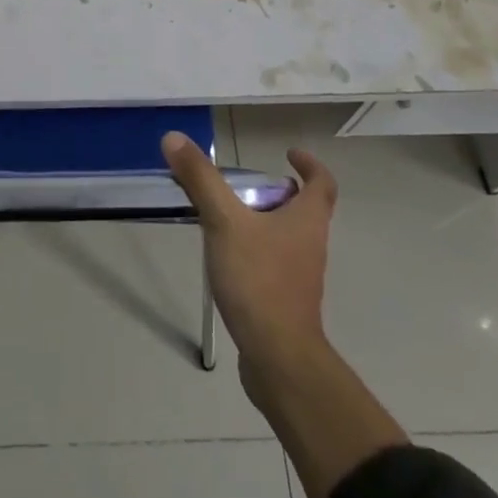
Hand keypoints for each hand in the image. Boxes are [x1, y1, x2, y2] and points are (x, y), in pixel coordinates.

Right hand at [162, 131, 336, 387]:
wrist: (279, 360)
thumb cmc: (259, 281)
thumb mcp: (224, 223)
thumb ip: (201, 180)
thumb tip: (174, 137)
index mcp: (307, 220)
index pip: (322, 183)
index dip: (310, 164)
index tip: (289, 154)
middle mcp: (311, 245)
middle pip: (303, 210)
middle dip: (276, 193)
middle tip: (244, 185)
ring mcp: (300, 277)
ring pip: (286, 238)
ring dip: (263, 222)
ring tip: (225, 218)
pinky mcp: (286, 303)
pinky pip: (273, 265)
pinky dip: (255, 253)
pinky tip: (226, 259)